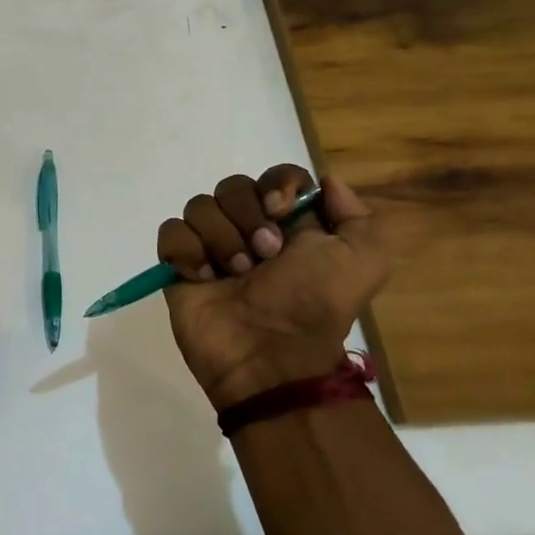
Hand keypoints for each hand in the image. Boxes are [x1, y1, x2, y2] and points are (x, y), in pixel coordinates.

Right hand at [157, 167, 388, 409]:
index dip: (277, 184)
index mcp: (290, 224)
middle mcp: (248, 229)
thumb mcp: (363, 262)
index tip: (280, 209)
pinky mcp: (179, 265)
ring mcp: (211, 246)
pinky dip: (187, 251)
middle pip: (233, 186)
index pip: (277, 176)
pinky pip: (171, 232)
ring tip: (235, 275)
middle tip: (264, 255)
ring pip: (200, 205)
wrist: (270, 358)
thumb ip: (359, 217)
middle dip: (247, 216)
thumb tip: (327, 182)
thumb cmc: (313, 306)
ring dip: (221, 238)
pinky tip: (204, 278)